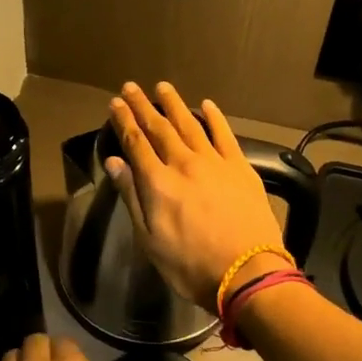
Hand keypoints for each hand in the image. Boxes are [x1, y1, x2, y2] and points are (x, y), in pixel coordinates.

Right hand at [106, 82, 285, 311]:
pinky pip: (225, 134)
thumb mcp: (150, 239)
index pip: (136, 143)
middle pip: (160, 128)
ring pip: (190, 125)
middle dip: (143, 106)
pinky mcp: (240, 167)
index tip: (115, 103)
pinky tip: (206, 105)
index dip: (124, 121)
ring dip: (174, 104)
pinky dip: (214, 117)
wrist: (247, 272)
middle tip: (131, 87)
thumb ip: (132, 197)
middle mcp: (184, 164)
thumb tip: (115, 162)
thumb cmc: (190, 265)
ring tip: (163, 87)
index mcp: (158, 183)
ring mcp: (215, 162)